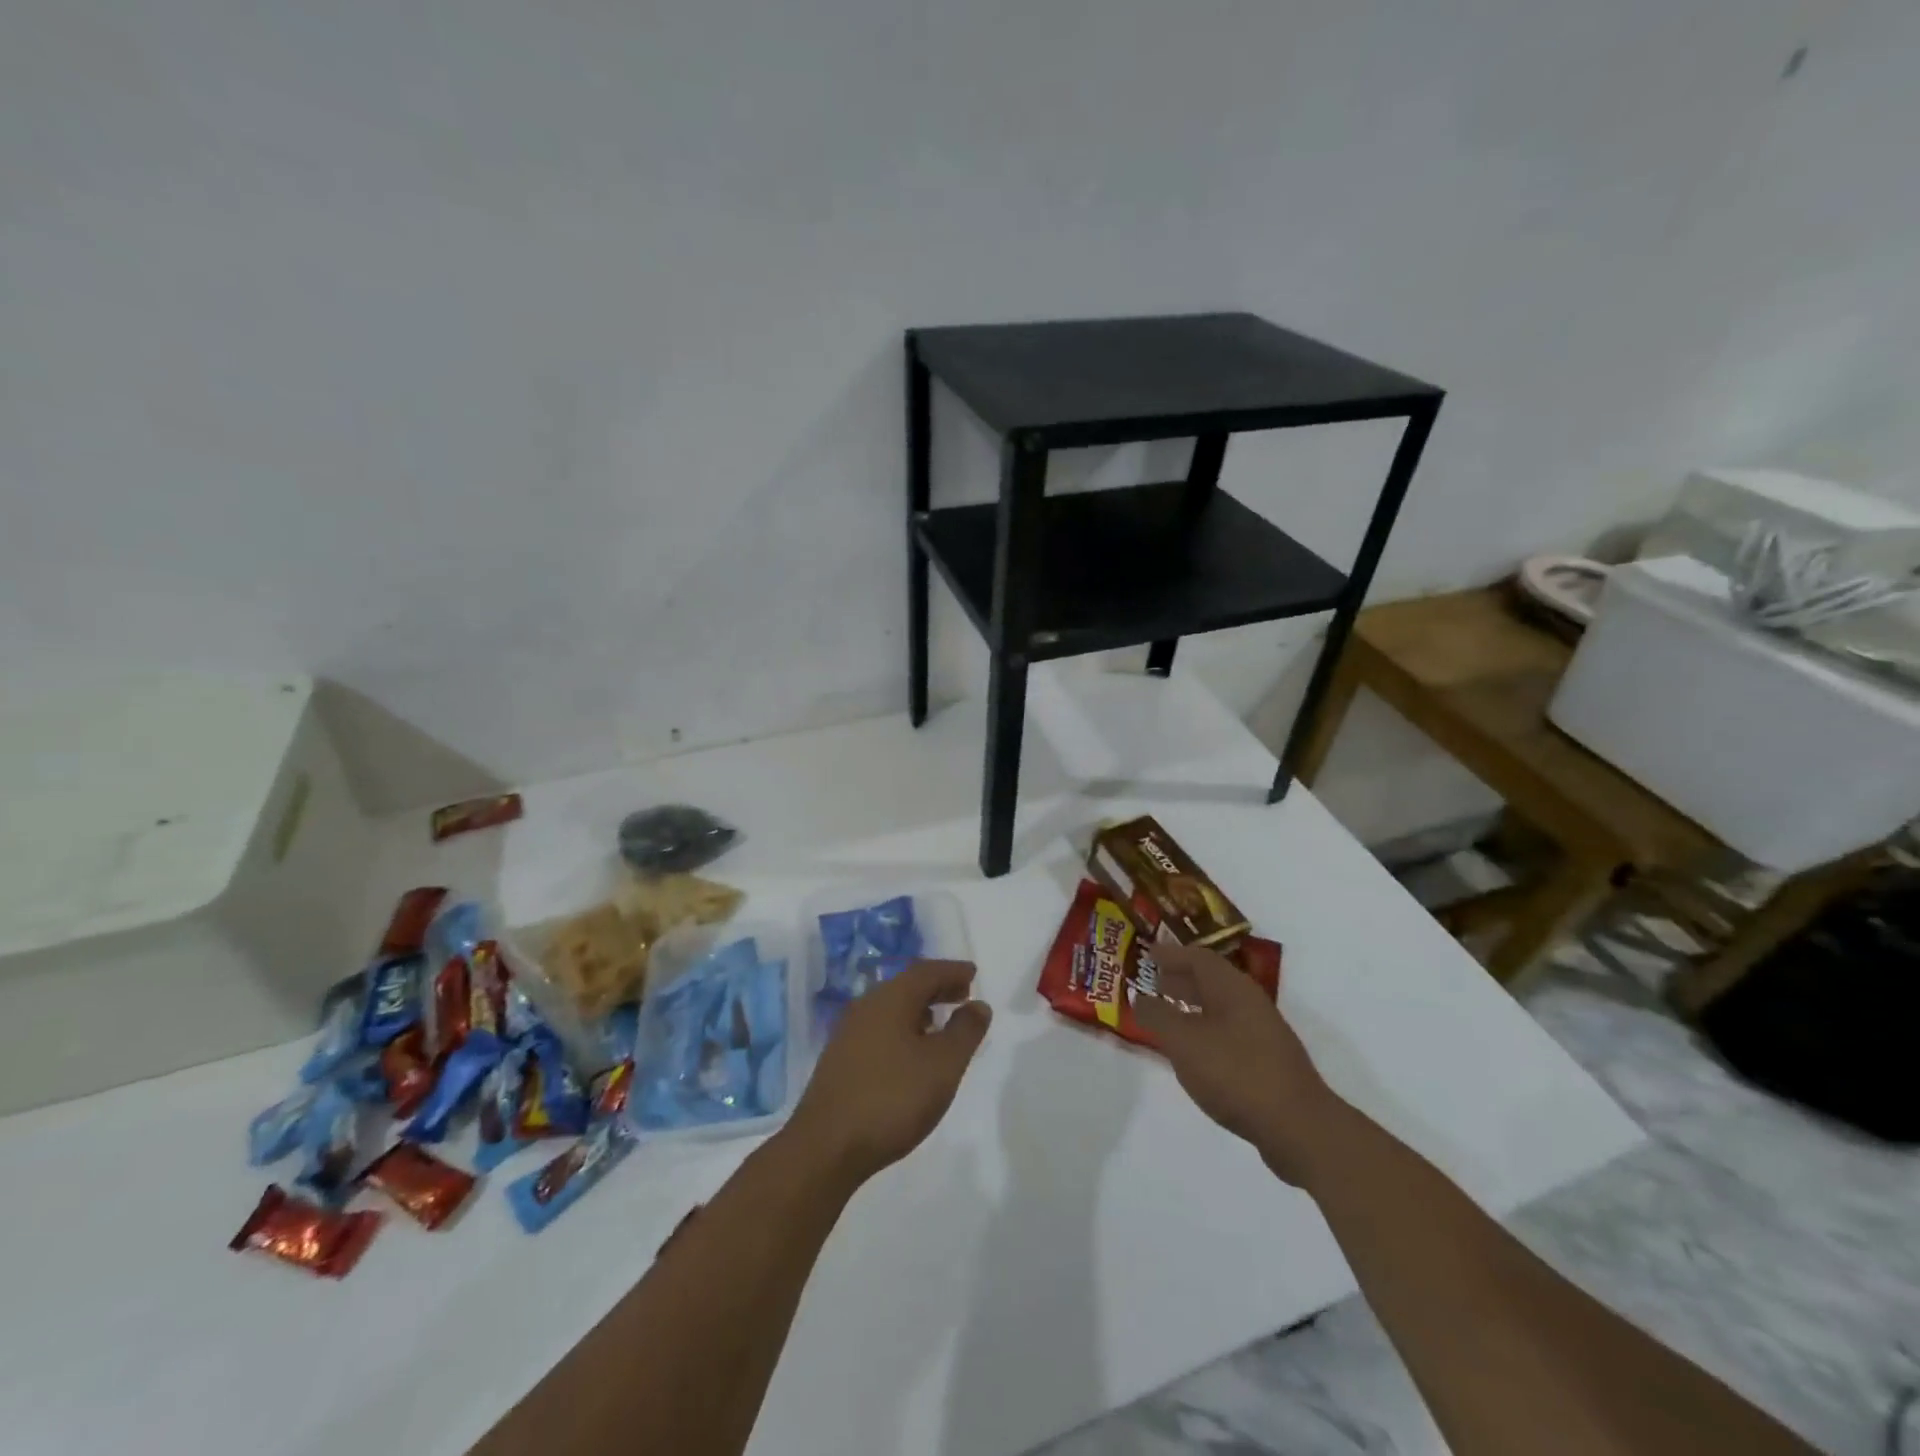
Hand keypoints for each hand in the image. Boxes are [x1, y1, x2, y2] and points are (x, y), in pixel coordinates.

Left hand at [785, 959, 992, 1186]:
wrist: (826, 1147)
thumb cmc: (893, 1098)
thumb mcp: (943, 1065)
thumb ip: (965, 1031)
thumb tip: (978, 1005)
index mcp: (890, 998)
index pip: (926, 971)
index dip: (952, 971)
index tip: (973, 974)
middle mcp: (866, 1006)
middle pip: (907, 986)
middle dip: (937, 988)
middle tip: (963, 994)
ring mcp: (848, 1033)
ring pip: (891, 1008)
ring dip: (919, 1009)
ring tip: (941, 1023)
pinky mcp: (840, 1059)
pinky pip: (879, 1028)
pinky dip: (902, 1029)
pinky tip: (911, 1053)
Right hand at [1131, 942, 1341, 1185]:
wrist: (1299, 1128)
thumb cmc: (1236, 1073)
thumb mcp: (1184, 1043)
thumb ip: (1158, 1016)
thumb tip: (1140, 998)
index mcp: (1232, 988)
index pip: (1197, 957)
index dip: (1170, 953)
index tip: (1146, 952)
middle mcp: (1250, 1002)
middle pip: (1211, 980)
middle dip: (1180, 978)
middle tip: (1152, 980)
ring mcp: (1263, 1033)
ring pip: (1220, 1007)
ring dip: (1192, 1006)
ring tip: (1166, 1014)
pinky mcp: (1268, 1062)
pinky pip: (1228, 1031)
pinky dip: (1205, 1030)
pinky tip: (1193, 1051)